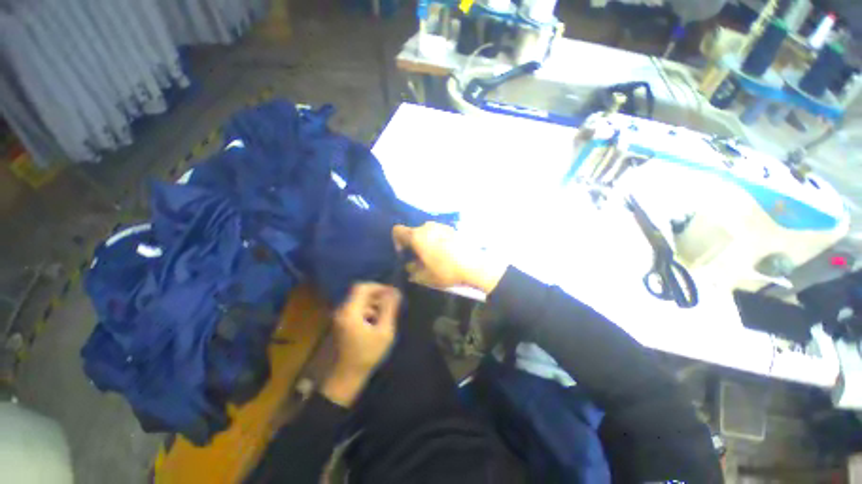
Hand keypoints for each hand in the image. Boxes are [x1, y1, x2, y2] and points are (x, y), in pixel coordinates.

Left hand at [322, 283, 400, 406]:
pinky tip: (376, 322)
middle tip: (391, 303)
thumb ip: (389, 309)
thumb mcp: (383, 331)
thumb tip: (395, 291)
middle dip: (377, 295)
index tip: (392, 293)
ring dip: (373, 303)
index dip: (378, 287)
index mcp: (350, 311)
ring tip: (386, 314)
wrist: (347, 376)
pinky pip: (356, 309)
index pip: (362, 287)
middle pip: (360, 293)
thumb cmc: (367, 354)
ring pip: (359, 301)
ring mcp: (340, 317)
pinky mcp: (342, 323)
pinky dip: (367, 310)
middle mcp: (342, 310)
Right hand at [392, 223, 506, 293]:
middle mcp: (427, 227)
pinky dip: (437, 240)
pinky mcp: (452, 228)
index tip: (404, 253)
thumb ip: (412, 270)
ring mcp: (441, 226)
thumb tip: (410, 266)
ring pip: (427, 232)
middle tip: (419, 258)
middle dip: (413, 244)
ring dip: (426, 242)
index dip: (397, 241)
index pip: (397, 230)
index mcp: (417, 236)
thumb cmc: (446, 271)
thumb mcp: (425, 276)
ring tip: (434, 256)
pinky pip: (438, 232)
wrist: (474, 265)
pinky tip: (445, 252)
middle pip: (413, 232)